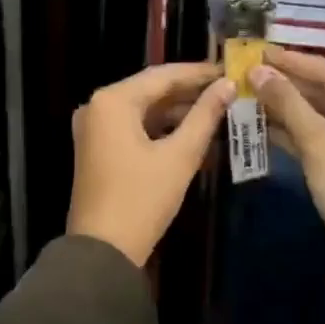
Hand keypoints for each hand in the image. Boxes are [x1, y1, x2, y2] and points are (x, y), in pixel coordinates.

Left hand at [68, 62, 235, 265]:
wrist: (103, 252)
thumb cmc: (142, 199)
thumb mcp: (180, 155)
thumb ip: (205, 116)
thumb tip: (228, 86)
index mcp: (113, 100)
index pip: (162, 75)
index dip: (198, 73)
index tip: (230, 71)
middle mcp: (98, 106)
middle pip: (151, 89)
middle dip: (189, 91)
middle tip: (228, 89)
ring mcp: (95, 127)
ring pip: (143, 108)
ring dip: (177, 110)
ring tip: (217, 109)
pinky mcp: (97, 147)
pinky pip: (134, 126)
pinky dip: (161, 127)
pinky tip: (192, 131)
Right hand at [249, 46, 324, 267]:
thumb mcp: (319, 142)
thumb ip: (288, 102)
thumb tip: (257, 71)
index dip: (292, 61)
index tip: (258, 50)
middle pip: (323, 91)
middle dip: (286, 84)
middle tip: (248, 71)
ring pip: (317, 114)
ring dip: (285, 106)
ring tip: (248, 92)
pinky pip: (316, 135)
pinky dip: (291, 129)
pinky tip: (260, 122)